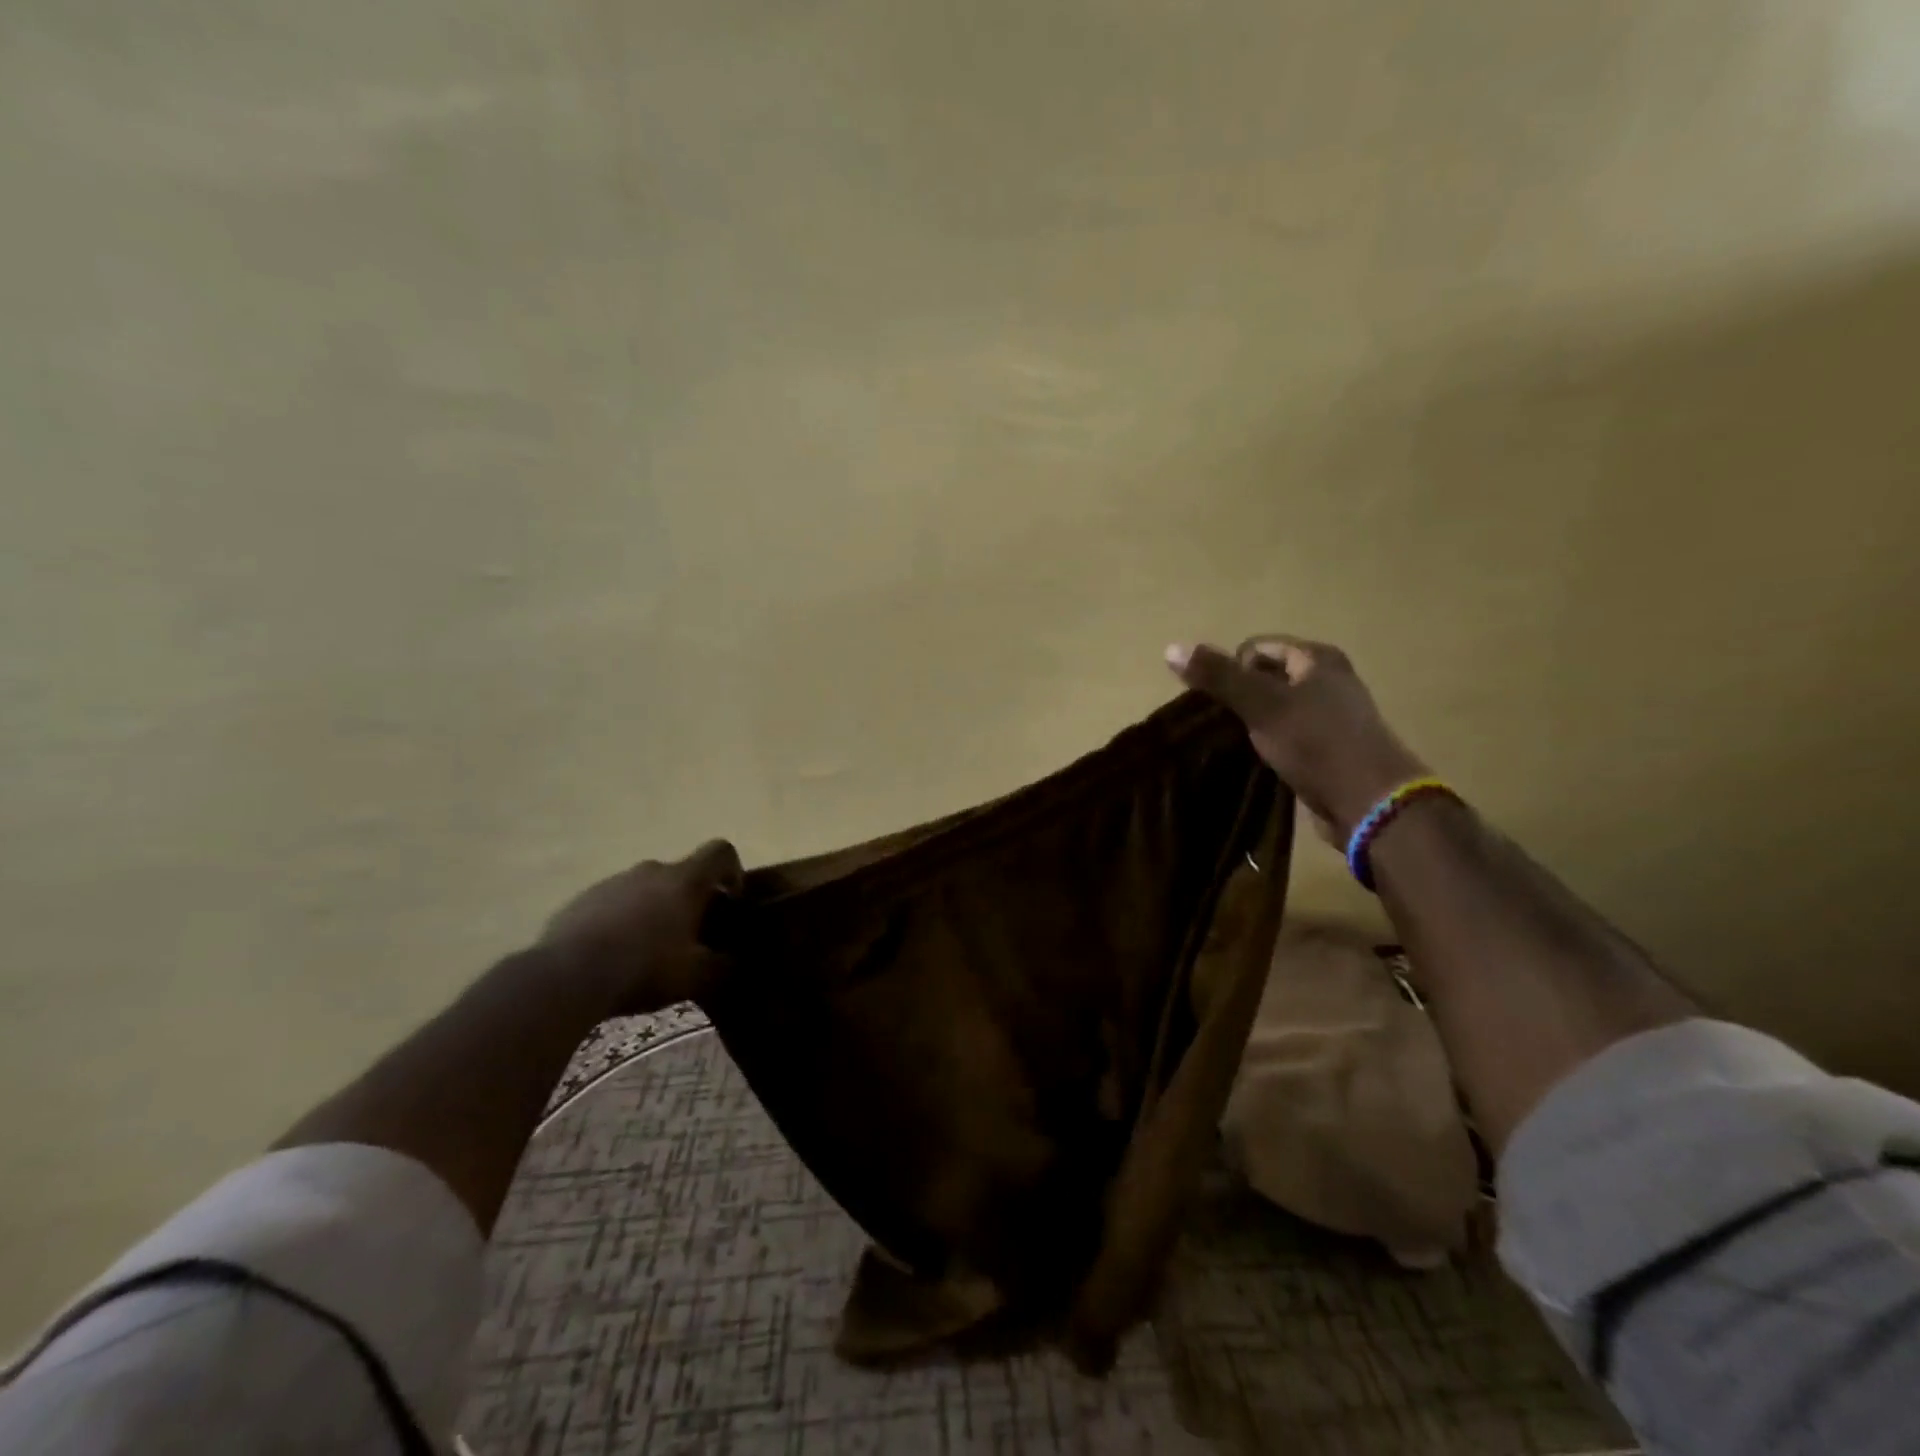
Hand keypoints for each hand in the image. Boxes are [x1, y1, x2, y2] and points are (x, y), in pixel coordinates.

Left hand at [538, 839, 743, 1014]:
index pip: (721, 851)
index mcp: (685, 880)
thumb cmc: (644, 968)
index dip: (732, 871)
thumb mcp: (697, 977)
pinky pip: (614, 903)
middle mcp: (651, 870)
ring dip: (655, 910)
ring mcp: (614, 881)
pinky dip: (622, 920)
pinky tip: (615, 955)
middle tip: (690, 937)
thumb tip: (736, 959)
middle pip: (682, 874)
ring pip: (647, 888)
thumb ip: (724, 965)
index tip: (730, 901)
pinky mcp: (583, 898)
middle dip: (690, 900)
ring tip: (648, 950)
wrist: (567, 976)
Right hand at [1166, 636, 1428, 839]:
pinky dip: (1270, 743)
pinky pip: (1288, 734)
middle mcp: (1329, 679)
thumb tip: (1171, 647)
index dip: (1232, 670)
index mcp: (1317, 658)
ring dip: (1254, 723)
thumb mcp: (1261, 704)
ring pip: (1276, 708)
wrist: (1370, 802)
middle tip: (1227, 725)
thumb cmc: (1315, 742)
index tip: (1227, 704)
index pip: (1256, 647)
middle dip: (1241, 697)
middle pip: (1266, 677)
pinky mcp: (1330, 747)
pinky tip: (1261, 760)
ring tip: (1239, 744)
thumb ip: (1218, 676)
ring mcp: (1332, 715)